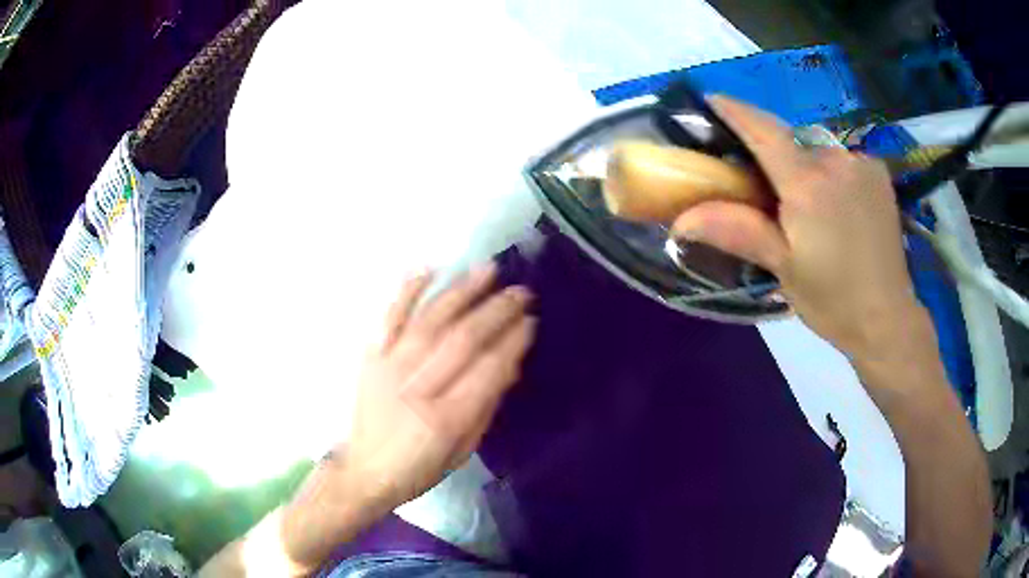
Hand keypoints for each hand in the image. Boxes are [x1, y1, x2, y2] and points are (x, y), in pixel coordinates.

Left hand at [339, 263, 534, 510]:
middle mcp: (416, 387)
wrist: (364, 470)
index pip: (487, 369)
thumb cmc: (419, 468)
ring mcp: (389, 368)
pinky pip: (389, 318)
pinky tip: (428, 269)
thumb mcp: (463, 450)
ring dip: (461, 292)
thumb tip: (509, 364)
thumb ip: (486, 407)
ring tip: (486, 270)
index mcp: (445, 419)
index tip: (531, 320)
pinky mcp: (371, 358)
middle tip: (520, 291)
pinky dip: (407, 291)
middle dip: (496, 311)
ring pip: (430, 320)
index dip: (512, 341)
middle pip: (462, 339)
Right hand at [672, 96, 922, 356]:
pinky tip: (836, 204)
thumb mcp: (782, 268)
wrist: (887, 318)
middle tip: (763, 189)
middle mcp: (835, 159)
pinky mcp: (878, 173)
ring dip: (803, 167)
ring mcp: (861, 163)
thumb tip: (680, 220)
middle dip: (772, 156)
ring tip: (805, 207)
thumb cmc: (832, 299)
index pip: (762, 129)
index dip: (735, 111)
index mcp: (808, 183)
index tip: (710, 100)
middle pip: (790, 141)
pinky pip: (841, 159)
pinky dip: (829, 172)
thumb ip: (737, 231)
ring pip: (816, 150)